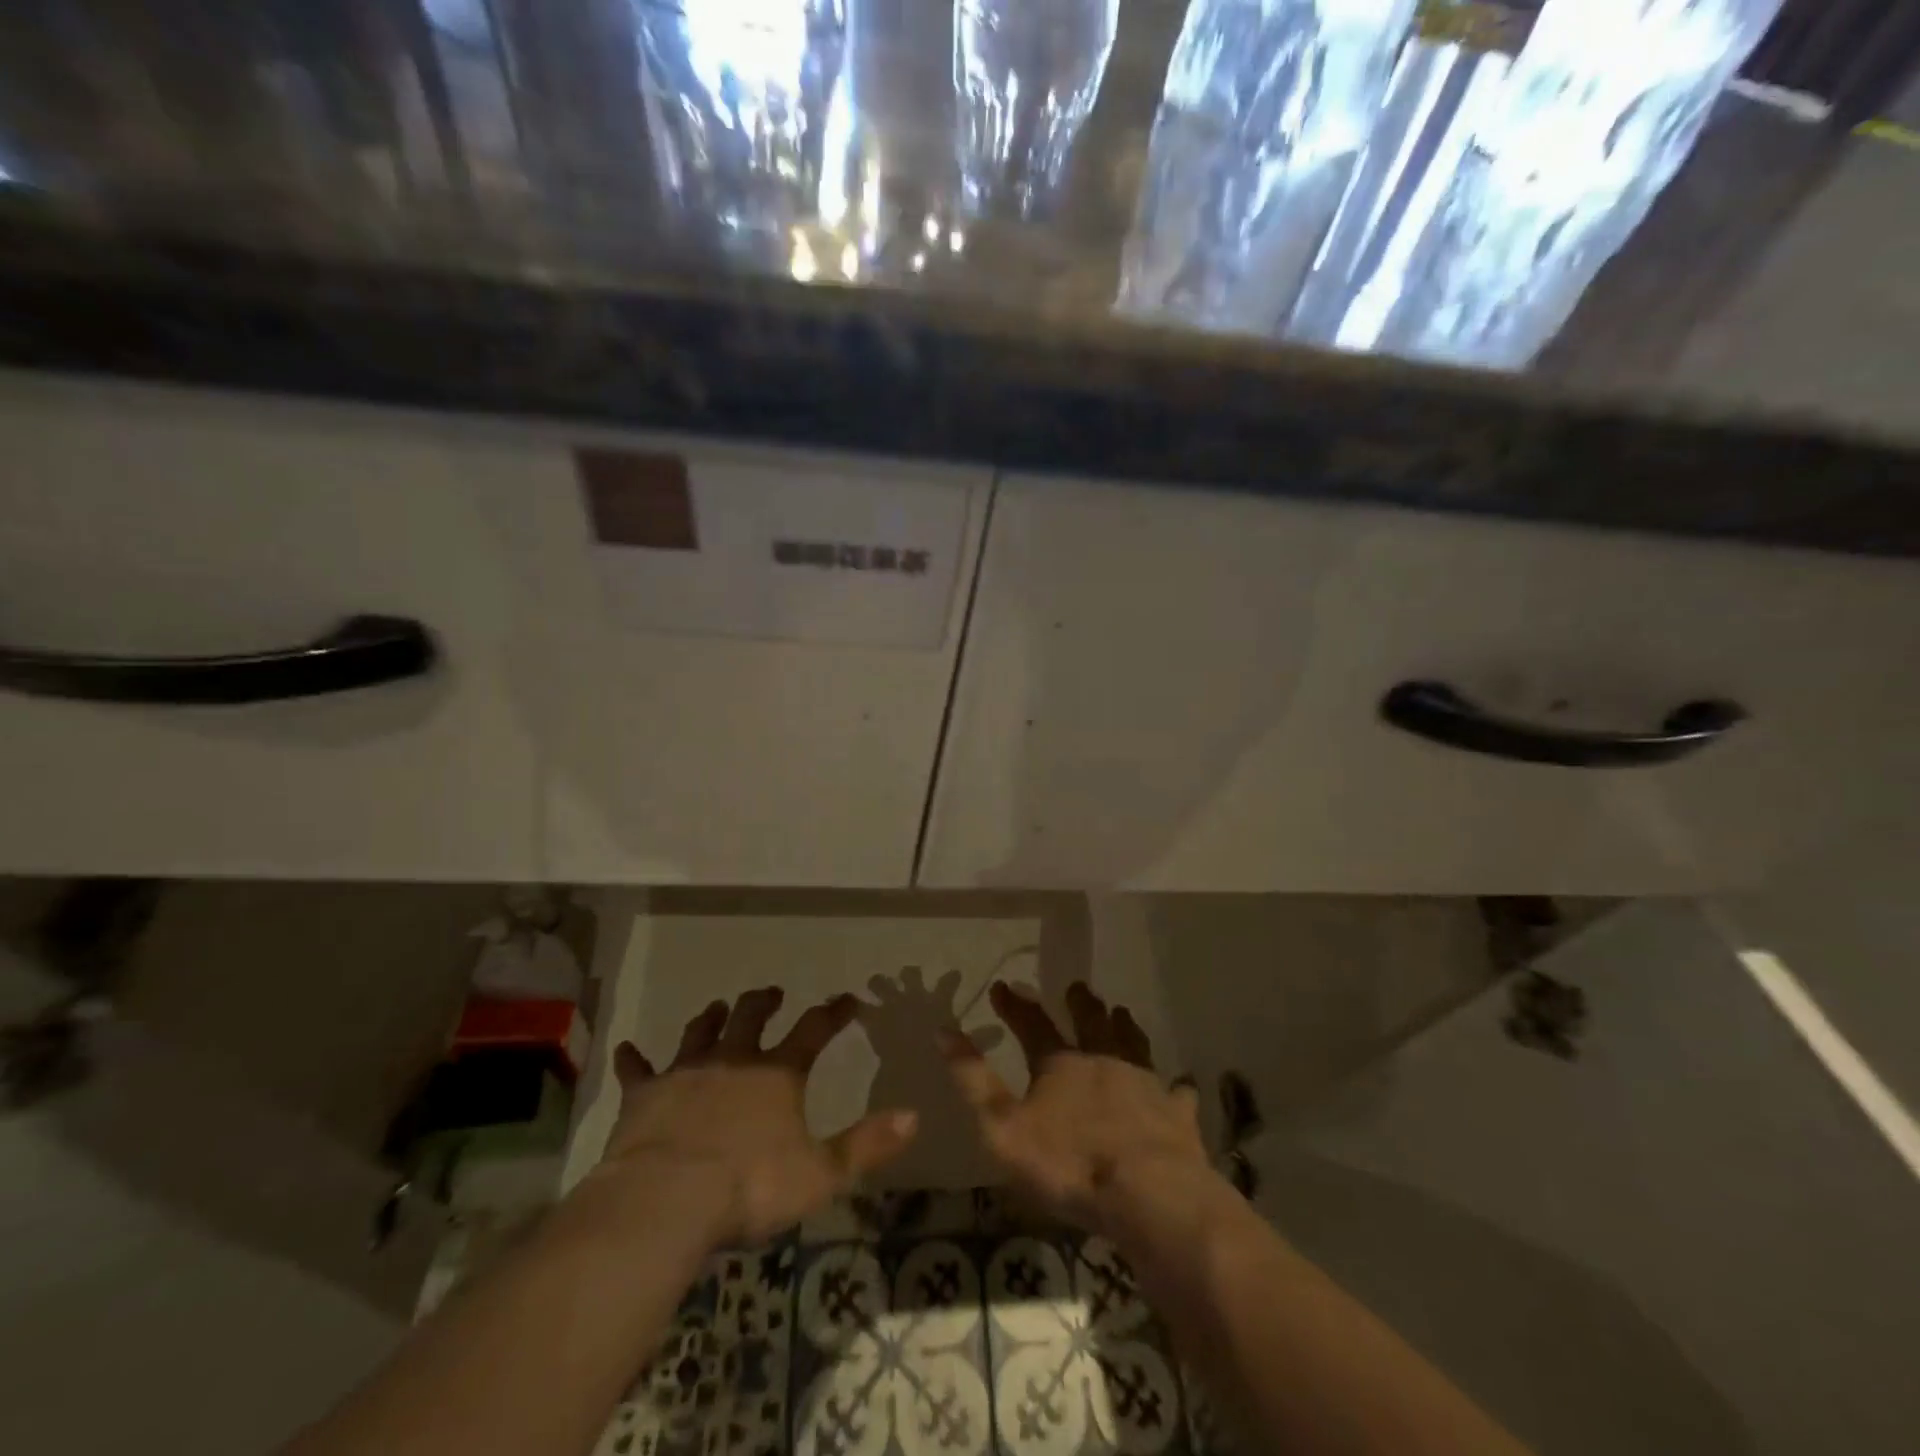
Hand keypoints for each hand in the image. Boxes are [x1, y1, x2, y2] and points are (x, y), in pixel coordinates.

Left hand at [595, 989, 917, 1246]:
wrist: (666, 1200)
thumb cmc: (749, 1187)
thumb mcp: (820, 1174)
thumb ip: (867, 1145)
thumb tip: (914, 1115)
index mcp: (777, 1074)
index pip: (814, 1029)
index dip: (834, 1012)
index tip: (848, 999)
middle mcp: (734, 1059)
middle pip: (752, 1015)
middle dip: (765, 1001)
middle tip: (773, 992)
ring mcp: (686, 1072)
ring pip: (701, 1031)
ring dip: (711, 1017)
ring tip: (718, 1007)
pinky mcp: (645, 1094)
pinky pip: (638, 1070)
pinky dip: (634, 1059)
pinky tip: (627, 1049)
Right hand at [943, 981, 1211, 1240]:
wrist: (1148, 1194)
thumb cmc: (1068, 1163)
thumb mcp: (1002, 1127)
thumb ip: (973, 1080)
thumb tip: (944, 1031)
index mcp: (1060, 1064)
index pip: (1031, 1024)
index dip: (1015, 1005)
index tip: (1002, 986)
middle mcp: (1103, 1061)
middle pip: (1090, 1022)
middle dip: (1080, 1003)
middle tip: (1078, 987)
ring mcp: (1145, 1084)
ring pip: (1134, 1044)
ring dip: (1125, 1027)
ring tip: (1122, 1012)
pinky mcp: (1176, 1115)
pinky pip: (1179, 1094)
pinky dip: (1178, 1088)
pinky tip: (1183, 1085)